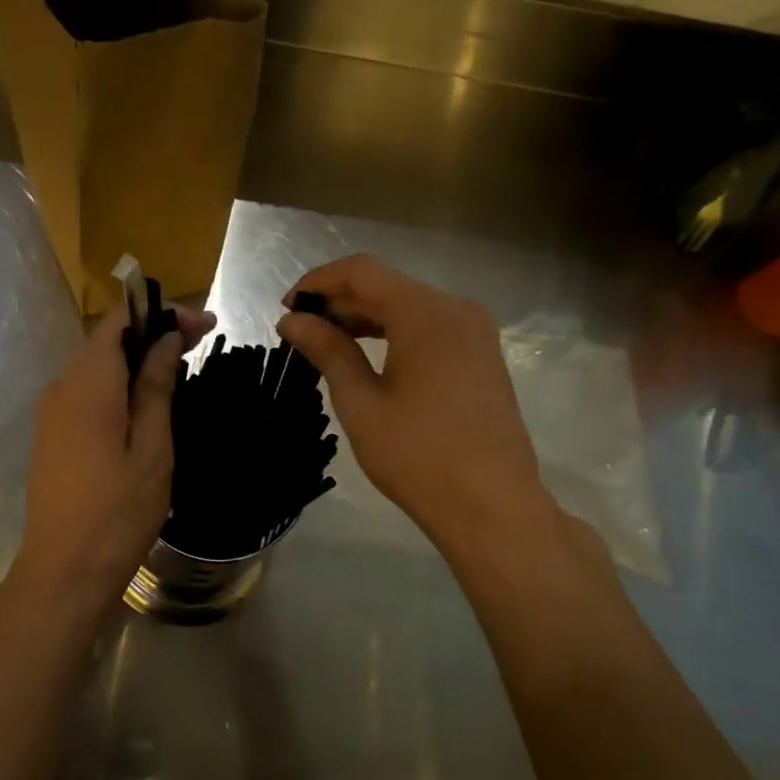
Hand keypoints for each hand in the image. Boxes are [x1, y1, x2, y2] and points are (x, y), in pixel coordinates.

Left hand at [5, 303, 214, 623]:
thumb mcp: (151, 448)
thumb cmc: (117, 512)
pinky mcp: (52, 434)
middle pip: (106, 339)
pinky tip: (146, 401)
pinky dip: (118, 383)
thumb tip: (166, 340)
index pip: (119, 321)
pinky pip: (86, 390)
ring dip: (135, 358)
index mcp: (87, 384)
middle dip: (152, 332)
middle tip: (200, 342)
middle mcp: (61, 387)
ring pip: (95, 365)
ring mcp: (51, 412)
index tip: (204, 326)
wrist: (64, 571)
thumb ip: (156, 387)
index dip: (161, 313)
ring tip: (179, 368)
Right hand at [278, 255, 552, 557]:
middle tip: (300, 331)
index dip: (318, 281)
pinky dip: (394, 332)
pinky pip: (430, 327)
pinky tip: (368, 356)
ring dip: (365, 317)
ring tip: (326, 344)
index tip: (287, 308)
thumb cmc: (418, 456)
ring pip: (408, 306)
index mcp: (426, 313)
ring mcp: (476, 331)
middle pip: (387, 286)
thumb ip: (327, 351)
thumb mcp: (361, 402)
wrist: (492, 507)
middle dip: (340, 302)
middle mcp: (456, 309)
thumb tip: (292, 320)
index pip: (362, 271)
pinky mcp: (482, 355)